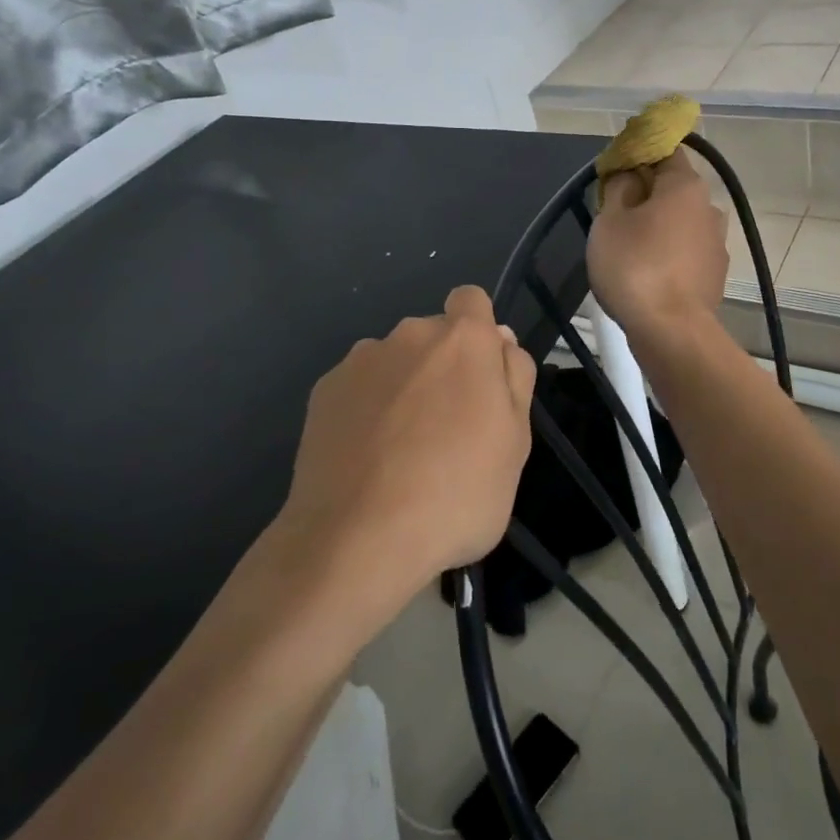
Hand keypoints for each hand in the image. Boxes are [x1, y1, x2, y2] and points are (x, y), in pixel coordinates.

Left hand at [277, 286, 536, 617]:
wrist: (356, 539)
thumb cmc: (456, 494)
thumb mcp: (516, 443)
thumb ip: (514, 379)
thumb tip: (501, 342)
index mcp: (463, 341)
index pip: (472, 300)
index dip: (479, 332)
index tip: (480, 377)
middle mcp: (409, 335)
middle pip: (433, 336)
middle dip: (443, 366)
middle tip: (448, 428)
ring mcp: (360, 361)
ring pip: (394, 362)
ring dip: (403, 387)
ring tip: (401, 450)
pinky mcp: (324, 391)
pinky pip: (359, 387)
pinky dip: (367, 409)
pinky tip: (366, 457)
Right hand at [586, 148, 728, 339]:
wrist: (671, 331)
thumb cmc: (635, 267)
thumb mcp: (609, 221)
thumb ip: (618, 188)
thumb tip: (630, 175)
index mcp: (686, 186)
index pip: (665, 153)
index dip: (638, 157)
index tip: (615, 173)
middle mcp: (709, 208)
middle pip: (674, 190)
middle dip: (647, 196)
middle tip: (615, 215)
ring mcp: (717, 244)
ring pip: (681, 224)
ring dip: (659, 229)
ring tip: (630, 250)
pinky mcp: (715, 275)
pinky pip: (687, 253)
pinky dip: (669, 256)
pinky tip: (648, 274)